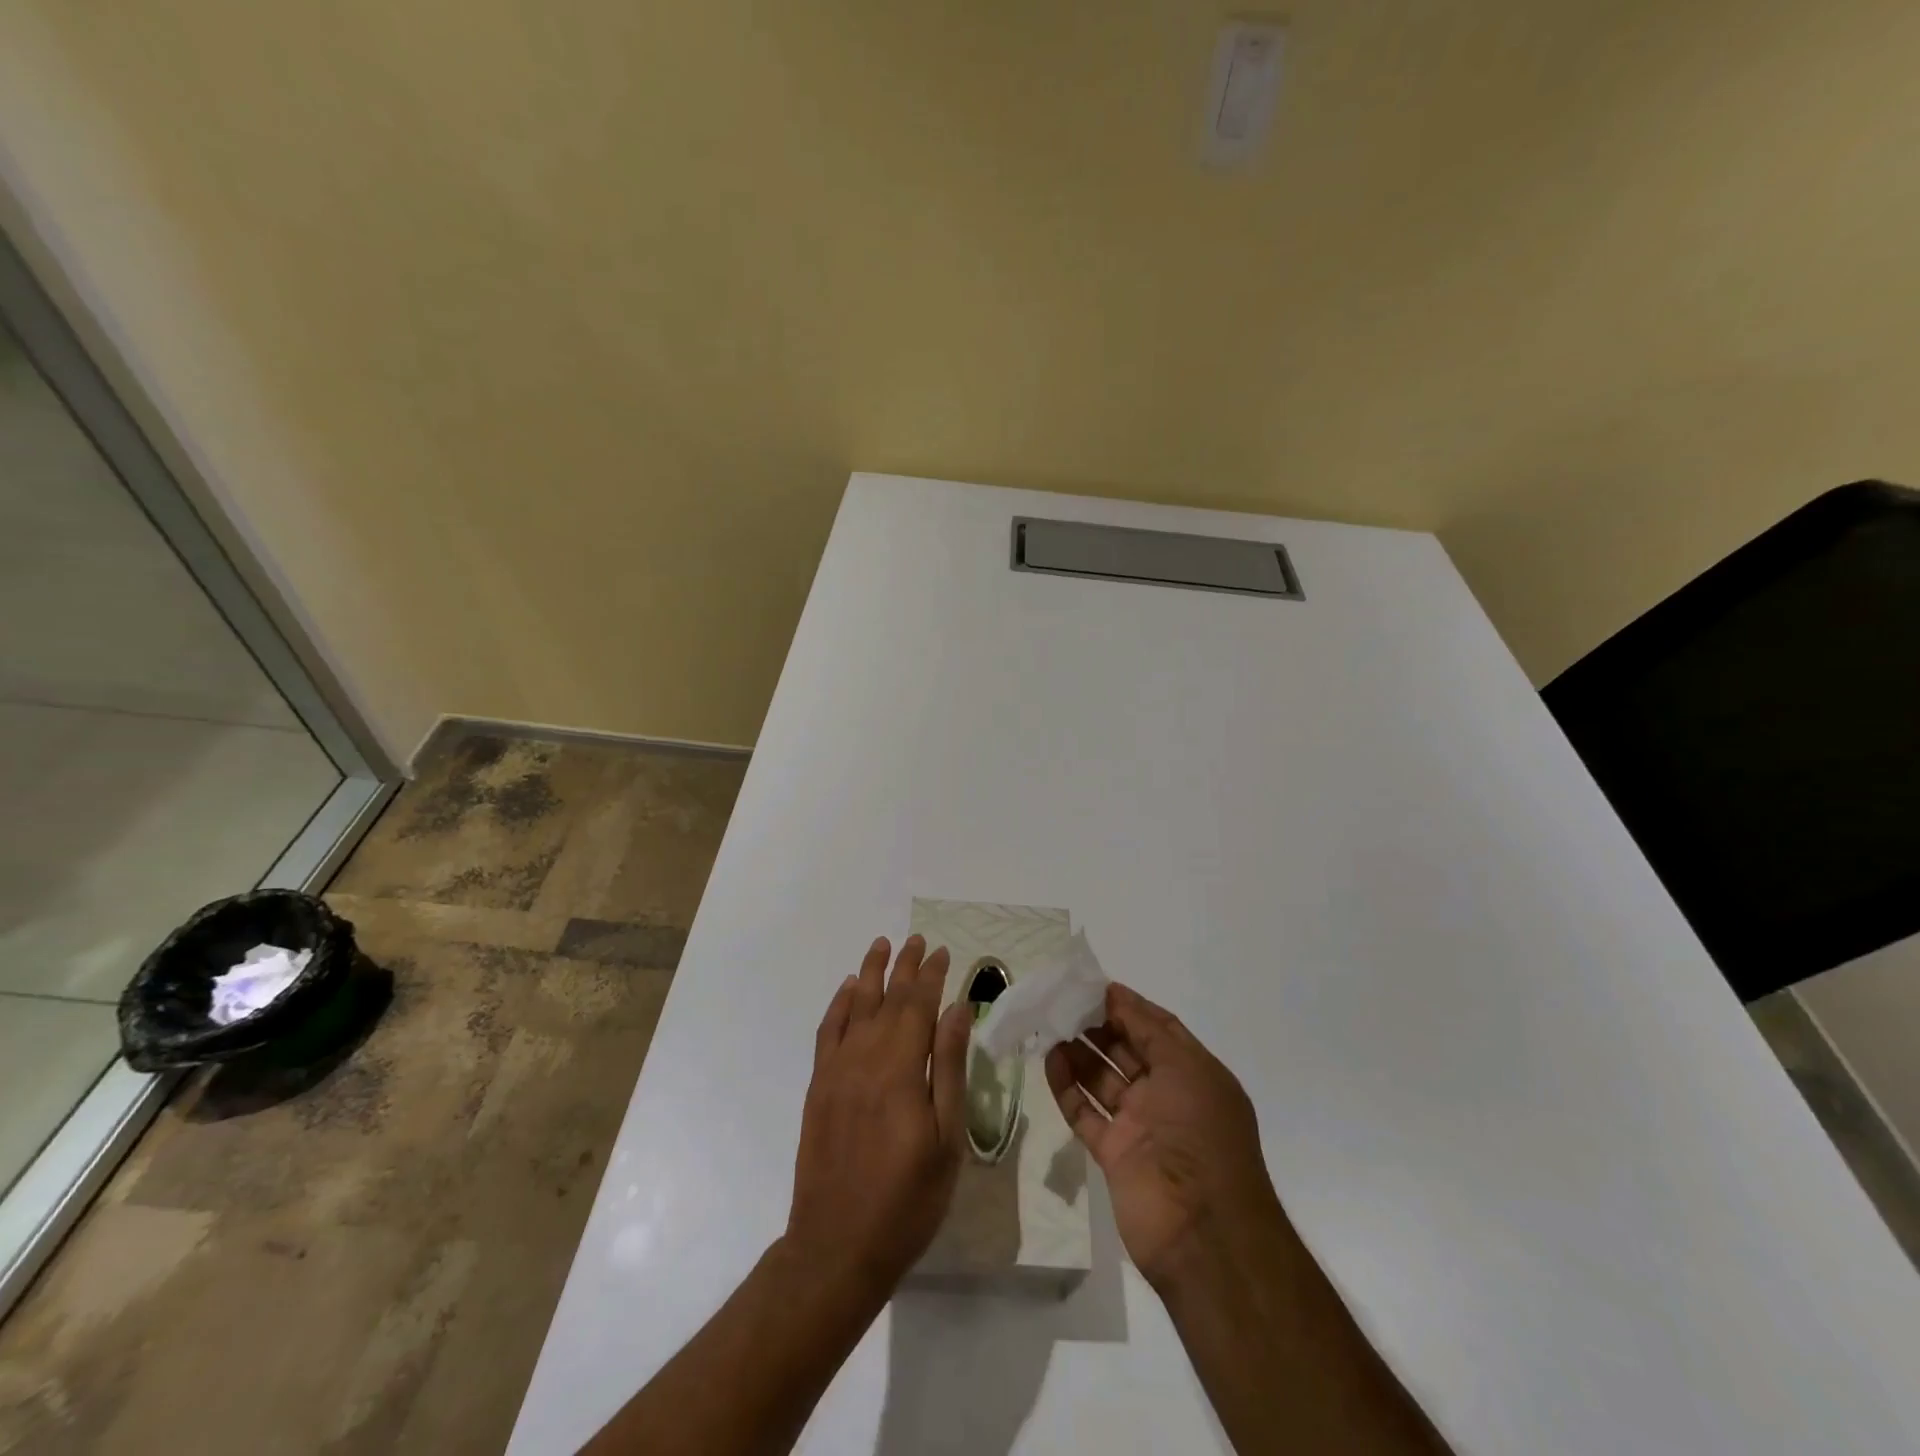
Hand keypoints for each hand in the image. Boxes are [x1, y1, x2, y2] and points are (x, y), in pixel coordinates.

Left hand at [785, 935, 972, 1297]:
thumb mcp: (946, 1139)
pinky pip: (827, 1032)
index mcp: (901, 1070)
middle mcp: (865, 1059)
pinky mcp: (818, 1087)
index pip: (919, 1006)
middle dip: (905, 966)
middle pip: (888, 999)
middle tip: (918, 939)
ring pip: (855, 1007)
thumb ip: (949, 1069)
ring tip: (882, 945)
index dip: (932, 976)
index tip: (944, 952)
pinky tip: (848, 990)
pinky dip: (838, 1005)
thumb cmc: (907, 1200)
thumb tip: (956, 1011)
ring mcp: (836, 1071)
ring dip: (870, 973)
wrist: (837, 1246)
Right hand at [1046, 982, 1292, 1288]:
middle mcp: (1167, 1096)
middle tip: (1063, 1003)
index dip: (1129, 1007)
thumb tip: (1117, 995)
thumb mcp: (1185, 1068)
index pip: (1158, 1029)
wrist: (1203, 1232)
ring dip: (1079, 1054)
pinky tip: (1050, 1061)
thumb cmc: (1201, 1135)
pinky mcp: (1114, 1154)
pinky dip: (1068, 1088)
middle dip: (1099, 1026)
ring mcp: (1139, 1126)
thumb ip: (1148, 1029)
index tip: (1094, 987)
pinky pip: (1086, 1113)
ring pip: (1103, 1080)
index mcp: (1194, 1074)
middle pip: (1127, 1051)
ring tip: (1050, 1026)